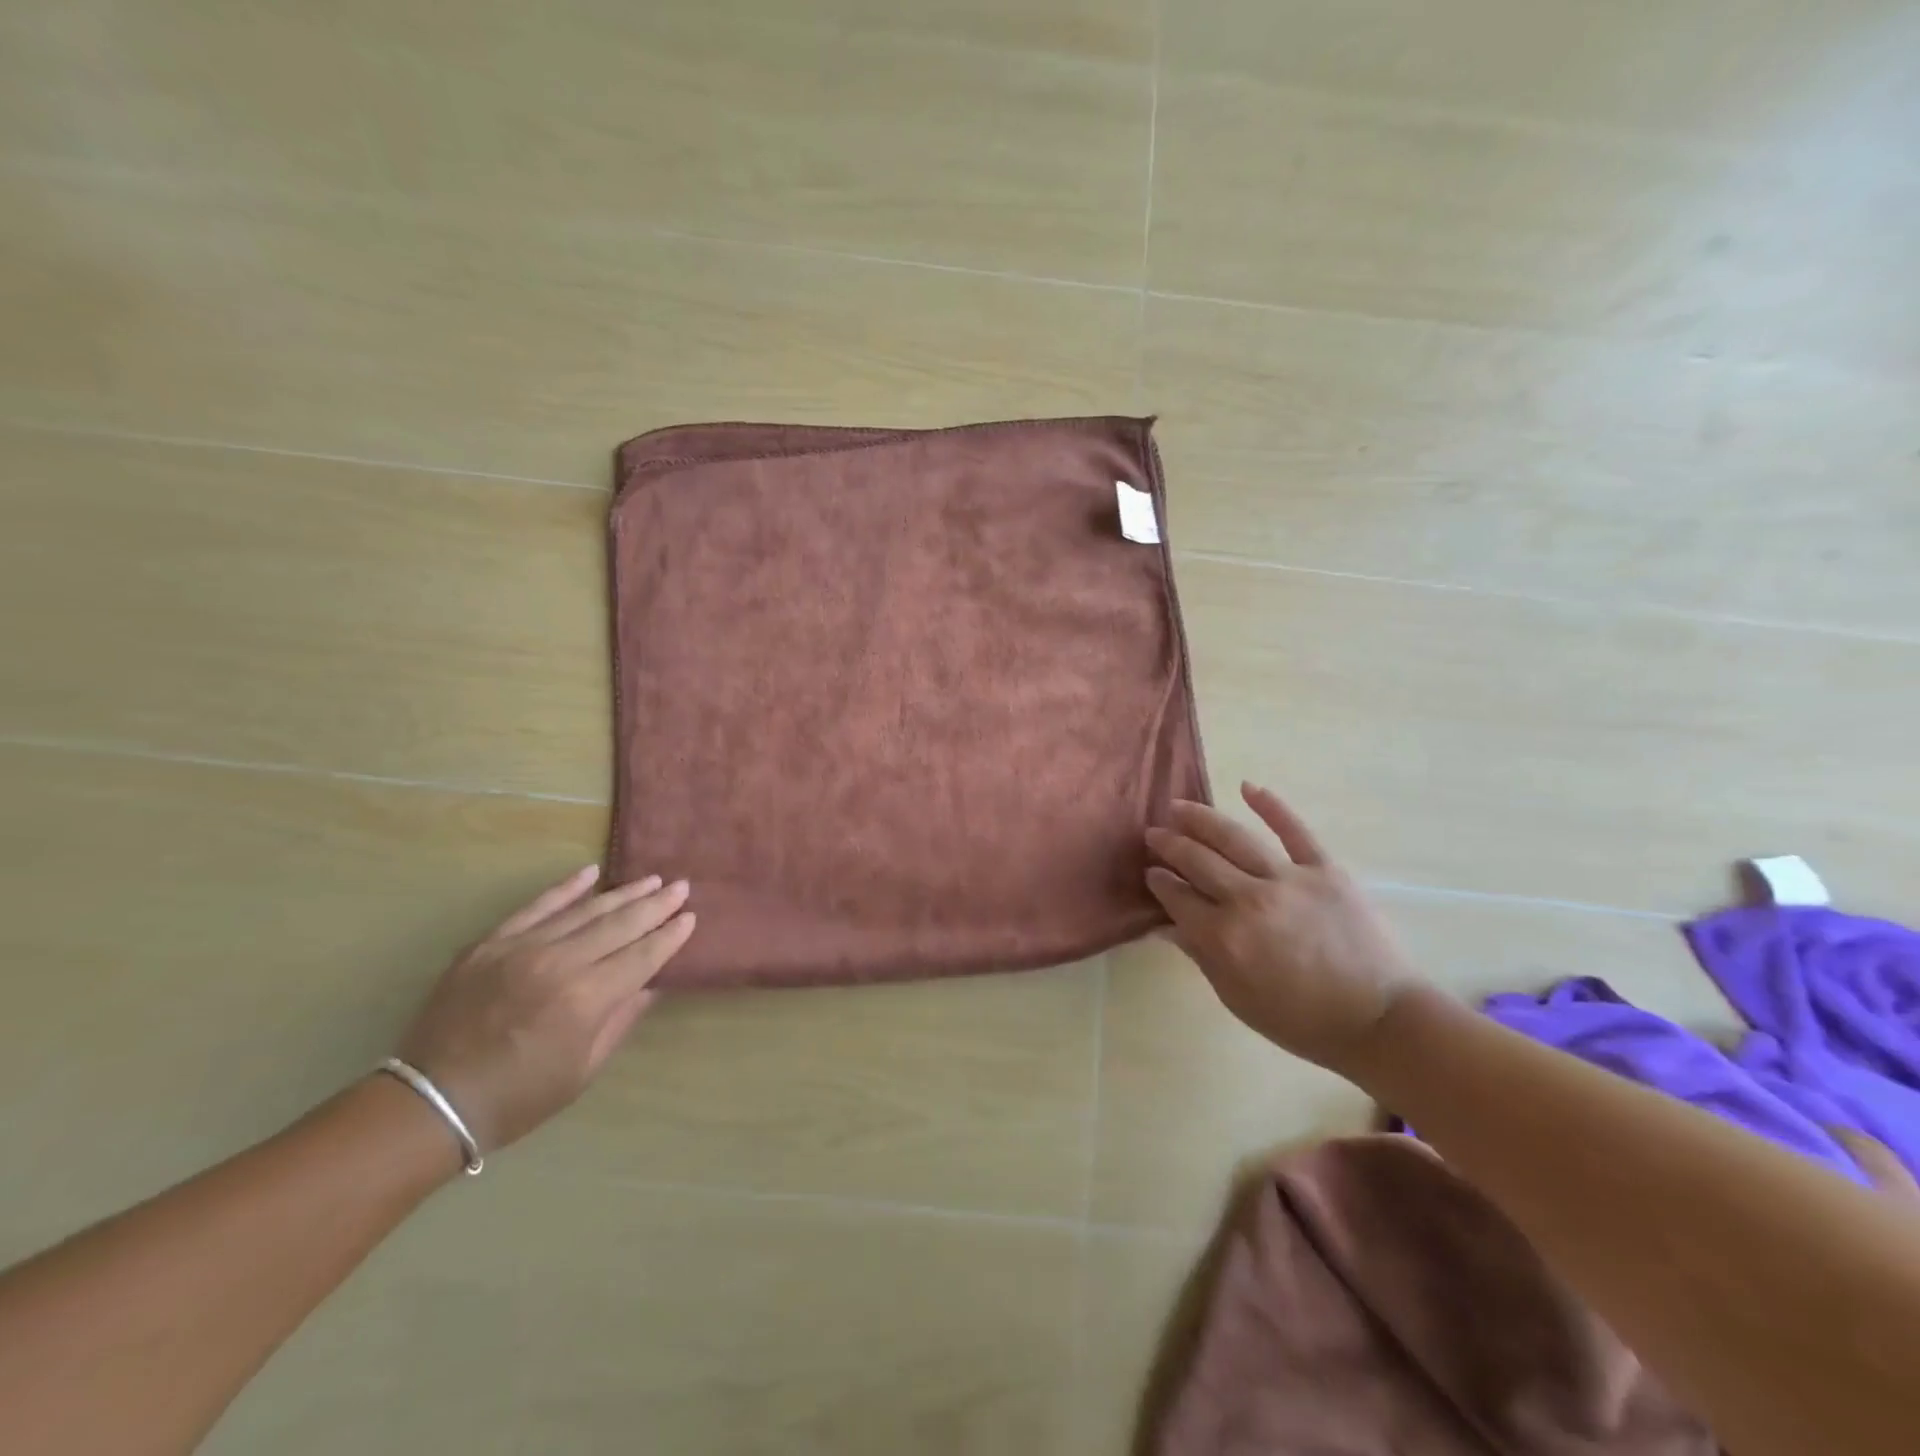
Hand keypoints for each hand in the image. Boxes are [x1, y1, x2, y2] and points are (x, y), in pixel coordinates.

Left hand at [395, 865, 695, 1153]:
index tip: (690, 918)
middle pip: (620, 925)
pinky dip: (566, 888)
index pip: (642, 956)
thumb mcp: (583, 1070)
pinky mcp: (491, 944)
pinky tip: (591, 873)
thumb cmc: (519, 1097)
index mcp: (586, 999)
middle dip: (655, 905)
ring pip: (585, 910)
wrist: (431, 1102)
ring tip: (651, 880)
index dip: (669, 936)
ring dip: (622, 894)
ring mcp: (522, 949)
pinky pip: (536, 907)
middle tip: (681, 887)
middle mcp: (559, 964)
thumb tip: (652, 982)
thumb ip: (621, 1019)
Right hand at [1145, 784, 1417, 1076]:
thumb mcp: (1238, 999)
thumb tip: (1164, 925)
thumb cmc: (1301, 1021)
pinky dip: (1271, 806)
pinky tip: (1247, 787)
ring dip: (1201, 819)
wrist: (1379, 1021)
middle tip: (1154, 834)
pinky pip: (1295, 830)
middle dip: (1170, 845)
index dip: (1160, 883)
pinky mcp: (1325, 869)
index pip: (1178, 898)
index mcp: (1224, 937)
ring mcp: (1288, 879)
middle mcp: (1249, 900)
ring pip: (1234, 838)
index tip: (1151, 873)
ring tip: (1178, 806)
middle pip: (1198, 861)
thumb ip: (1200, 956)